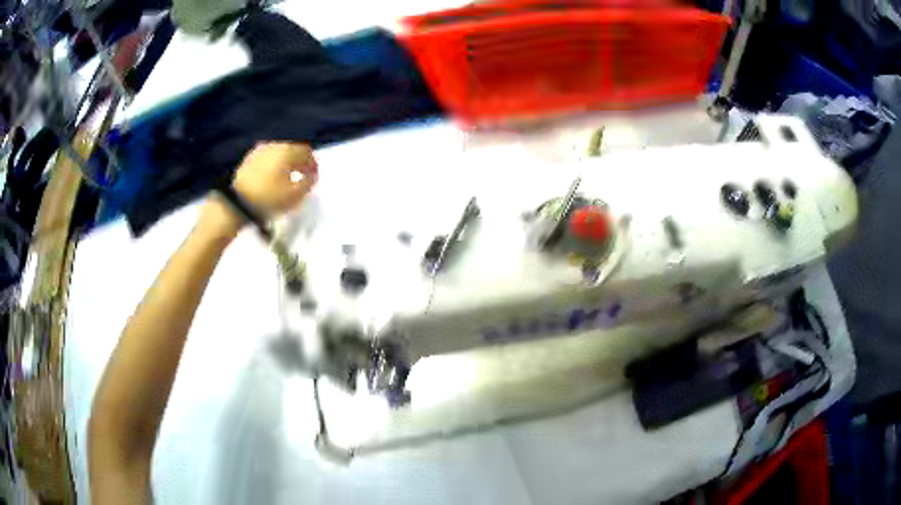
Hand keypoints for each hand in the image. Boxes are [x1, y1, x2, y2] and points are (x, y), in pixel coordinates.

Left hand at [199, 142, 318, 240]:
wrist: (236, 203)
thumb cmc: (269, 198)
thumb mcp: (295, 195)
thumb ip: (308, 182)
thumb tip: (312, 175)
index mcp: (288, 150)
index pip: (307, 152)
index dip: (313, 164)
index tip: (314, 177)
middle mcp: (275, 145)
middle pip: (293, 150)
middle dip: (300, 162)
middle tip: (303, 176)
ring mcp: (259, 150)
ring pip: (279, 153)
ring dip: (286, 163)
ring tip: (287, 178)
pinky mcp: (248, 159)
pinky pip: (267, 158)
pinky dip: (273, 165)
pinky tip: (272, 178)